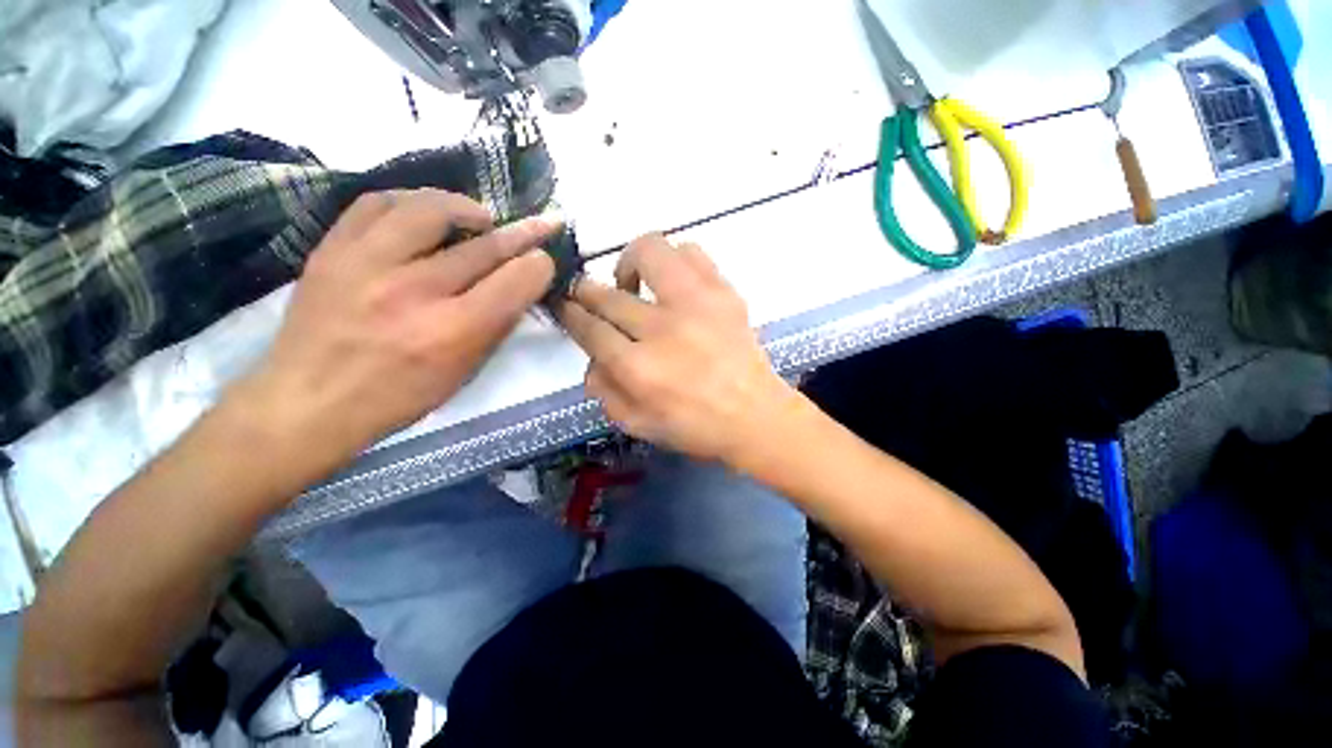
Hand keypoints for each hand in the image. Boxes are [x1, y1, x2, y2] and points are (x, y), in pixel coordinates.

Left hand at [234, 189, 558, 463]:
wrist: (307, 402)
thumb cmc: (398, 397)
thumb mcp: (463, 372)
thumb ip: (496, 326)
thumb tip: (520, 286)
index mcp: (453, 332)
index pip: (515, 281)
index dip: (539, 265)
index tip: (544, 261)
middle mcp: (413, 291)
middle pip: (483, 246)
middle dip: (523, 233)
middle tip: (539, 225)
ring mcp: (366, 264)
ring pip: (429, 209)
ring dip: (466, 208)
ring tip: (479, 216)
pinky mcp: (332, 249)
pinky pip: (377, 204)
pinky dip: (411, 201)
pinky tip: (425, 213)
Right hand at [559, 234, 799, 465]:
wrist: (756, 415)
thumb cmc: (695, 427)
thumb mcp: (637, 425)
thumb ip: (604, 391)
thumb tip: (591, 358)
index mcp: (638, 368)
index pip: (589, 328)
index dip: (571, 313)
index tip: (564, 305)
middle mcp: (662, 328)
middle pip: (608, 294)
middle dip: (585, 290)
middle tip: (586, 294)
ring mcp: (696, 303)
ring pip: (649, 252)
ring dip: (631, 263)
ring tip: (635, 284)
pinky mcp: (724, 292)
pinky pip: (691, 253)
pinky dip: (674, 260)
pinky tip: (673, 283)